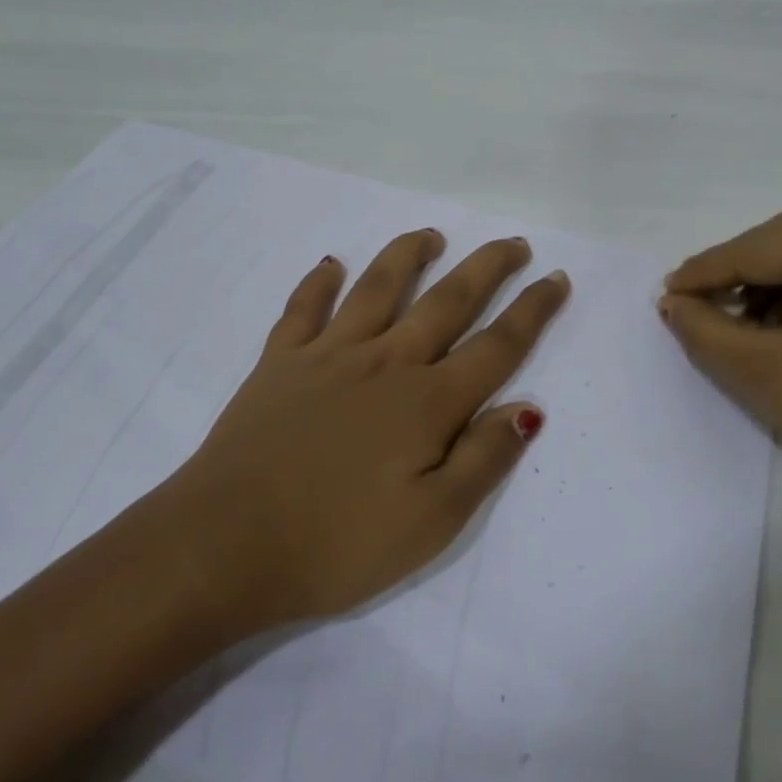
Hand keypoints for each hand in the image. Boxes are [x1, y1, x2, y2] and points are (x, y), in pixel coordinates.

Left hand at [161, 229, 567, 626]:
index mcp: (427, 402)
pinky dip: (317, 283)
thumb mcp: (432, 522)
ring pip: (378, 289)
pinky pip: (302, 310)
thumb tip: (527, 407)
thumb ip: (483, 459)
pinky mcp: (279, 364)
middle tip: (514, 243)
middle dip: (487, 268)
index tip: (557, 279)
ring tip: (431, 235)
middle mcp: (385, 363)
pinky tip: (329, 265)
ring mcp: (328, 356)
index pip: (497, 345)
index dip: (533, 310)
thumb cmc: (337, 544)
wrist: (224, 546)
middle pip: (447, 301)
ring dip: (408, 256)